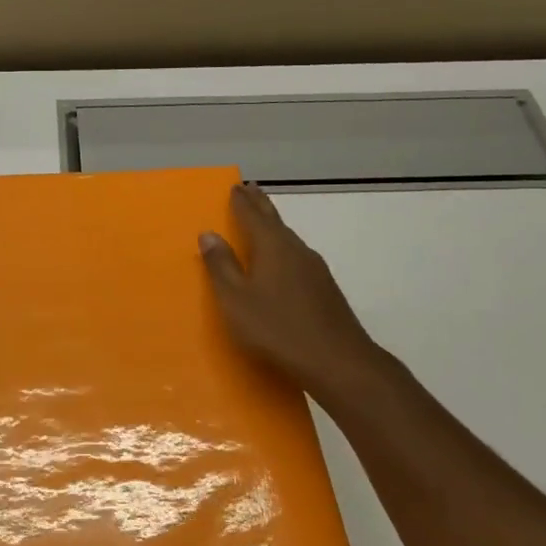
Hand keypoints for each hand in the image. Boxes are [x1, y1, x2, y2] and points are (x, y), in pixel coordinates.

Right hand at [199, 183, 386, 397]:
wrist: (336, 359)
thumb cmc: (276, 328)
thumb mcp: (236, 299)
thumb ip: (221, 266)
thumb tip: (208, 234)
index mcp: (272, 247)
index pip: (252, 215)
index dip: (241, 201)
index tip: (234, 186)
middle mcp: (296, 250)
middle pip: (275, 220)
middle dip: (260, 205)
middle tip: (249, 189)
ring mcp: (315, 268)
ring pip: (288, 238)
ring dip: (273, 226)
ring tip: (262, 222)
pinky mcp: (324, 288)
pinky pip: (297, 256)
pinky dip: (283, 248)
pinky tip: (283, 260)